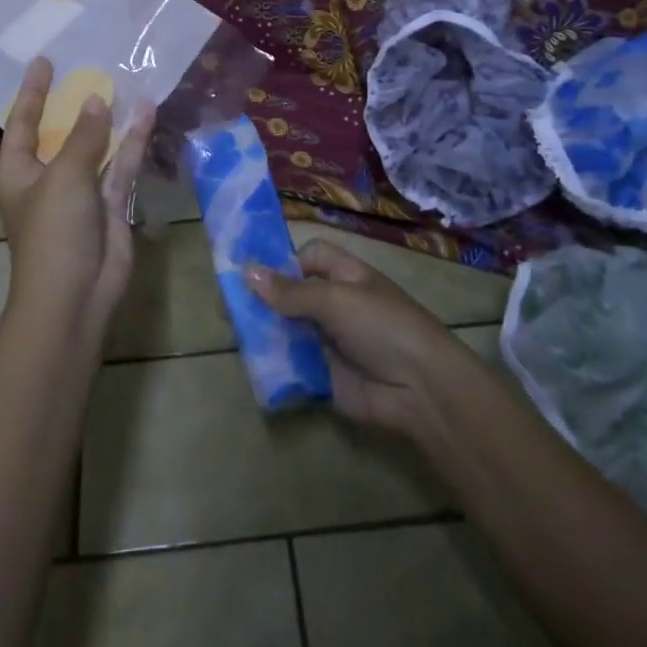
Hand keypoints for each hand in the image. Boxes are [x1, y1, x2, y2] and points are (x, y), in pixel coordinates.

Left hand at [0, 58, 154, 337]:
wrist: (75, 296)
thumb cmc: (53, 232)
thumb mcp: (64, 177)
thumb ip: (83, 137)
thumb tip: (97, 100)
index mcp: (18, 172)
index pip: (22, 122)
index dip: (32, 92)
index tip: (44, 61)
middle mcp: (47, 178)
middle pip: (61, 132)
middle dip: (75, 103)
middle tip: (89, 67)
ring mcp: (81, 192)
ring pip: (97, 146)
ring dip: (110, 119)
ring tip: (125, 82)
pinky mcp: (110, 204)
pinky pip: (121, 165)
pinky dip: (132, 142)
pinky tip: (146, 113)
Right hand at [247, 239, 477, 434]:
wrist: (420, 389)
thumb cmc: (382, 326)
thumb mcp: (335, 300)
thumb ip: (290, 291)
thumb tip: (246, 273)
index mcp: (344, 274)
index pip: (307, 257)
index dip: (282, 260)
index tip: (249, 270)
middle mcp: (335, 303)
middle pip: (291, 293)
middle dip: (262, 298)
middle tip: (226, 306)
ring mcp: (329, 340)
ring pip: (287, 328)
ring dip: (264, 329)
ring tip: (230, 332)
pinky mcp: (324, 373)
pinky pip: (292, 362)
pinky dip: (273, 361)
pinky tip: (249, 360)